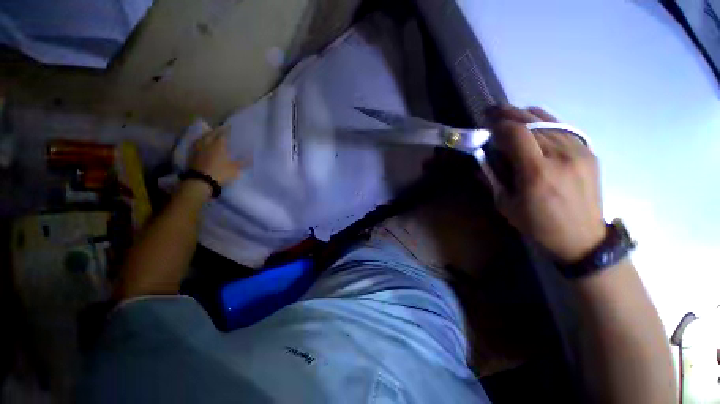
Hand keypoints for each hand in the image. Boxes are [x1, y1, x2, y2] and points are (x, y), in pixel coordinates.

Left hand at [188, 125, 243, 185]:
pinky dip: (201, 140)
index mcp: (219, 145)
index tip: (230, 126)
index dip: (227, 130)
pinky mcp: (192, 154)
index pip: (223, 134)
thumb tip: (252, 157)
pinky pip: (197, 143)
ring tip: (211, 133)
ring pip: (203, 137)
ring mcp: (199, 148)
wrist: (200, 181)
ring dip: (208, 134)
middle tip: (221, 129)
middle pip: (212, 133)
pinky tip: (202, 142)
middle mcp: (208, 143)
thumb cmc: (220, 173)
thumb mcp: (235, 169)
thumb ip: (243, 162)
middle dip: (217, 130)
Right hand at [487, 106, 605, 262]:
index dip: (499, 124)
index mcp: (537, 173)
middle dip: (508, 115)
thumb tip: (481, 158)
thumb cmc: (538, 225)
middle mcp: (561, 157)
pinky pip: (564, 128)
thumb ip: (493, 178)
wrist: (582, 238)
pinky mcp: (589, 153)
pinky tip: (534, 120)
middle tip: (492, 112)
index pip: (517, 134)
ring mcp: (579, 152)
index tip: (486, 124)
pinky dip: (546, 121)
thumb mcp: (506, 205)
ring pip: (549, 122)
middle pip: (532, 124)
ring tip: (509, 113)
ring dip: (525, 116)